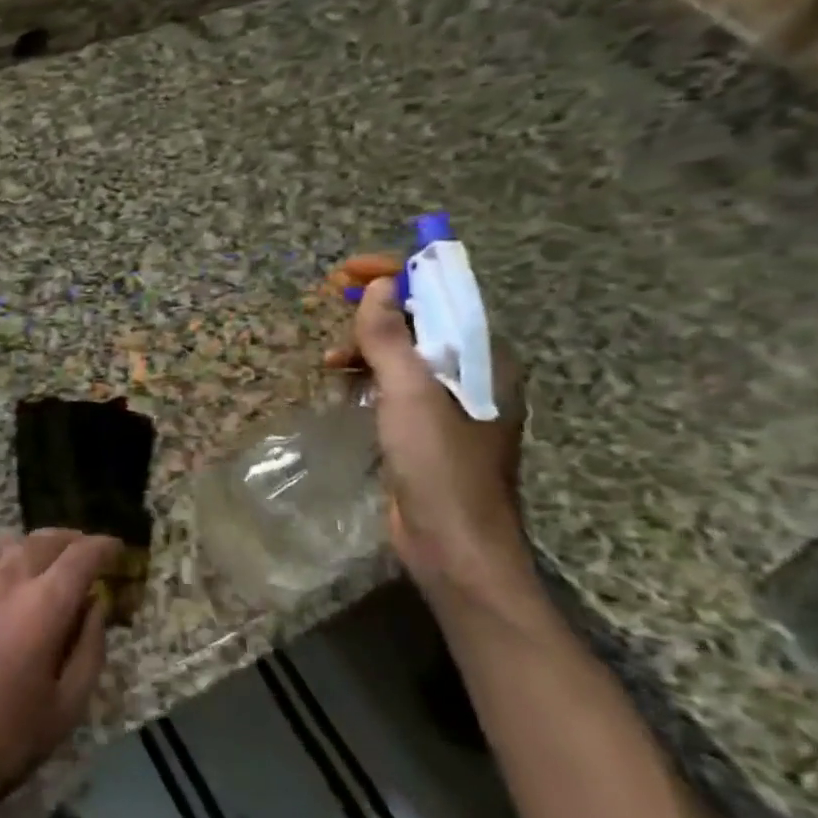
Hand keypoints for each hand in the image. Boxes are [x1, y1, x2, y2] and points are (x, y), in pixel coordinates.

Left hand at [0, 530, 115, 817]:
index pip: (81, 556)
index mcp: (41, 605)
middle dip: (68, 540)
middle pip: (41, 541)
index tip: (116, 548)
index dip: (103, 547)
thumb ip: (89, 647)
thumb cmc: (3, 742)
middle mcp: (1, 579)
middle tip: (82, 551)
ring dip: (30, 552)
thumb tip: (95, 604)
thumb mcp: (67, 707)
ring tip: (41, 567)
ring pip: (4, 550)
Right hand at [323, 258, 527, 590]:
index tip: (349, 271)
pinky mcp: (429, 429)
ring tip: (331, 359)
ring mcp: (452, 404)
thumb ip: (393, 337)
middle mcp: (475, 375)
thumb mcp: (411, 394)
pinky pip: (398, 384)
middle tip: (333, 301)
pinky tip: (344, 384)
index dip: (398, 275)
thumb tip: (379, 286)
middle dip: (378, 308)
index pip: (444, 296)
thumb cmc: (439, 465)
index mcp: (486, 359)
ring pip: (406, 354)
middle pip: (424, 322)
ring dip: (367, 344)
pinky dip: (370, 375)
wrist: (455, 546)